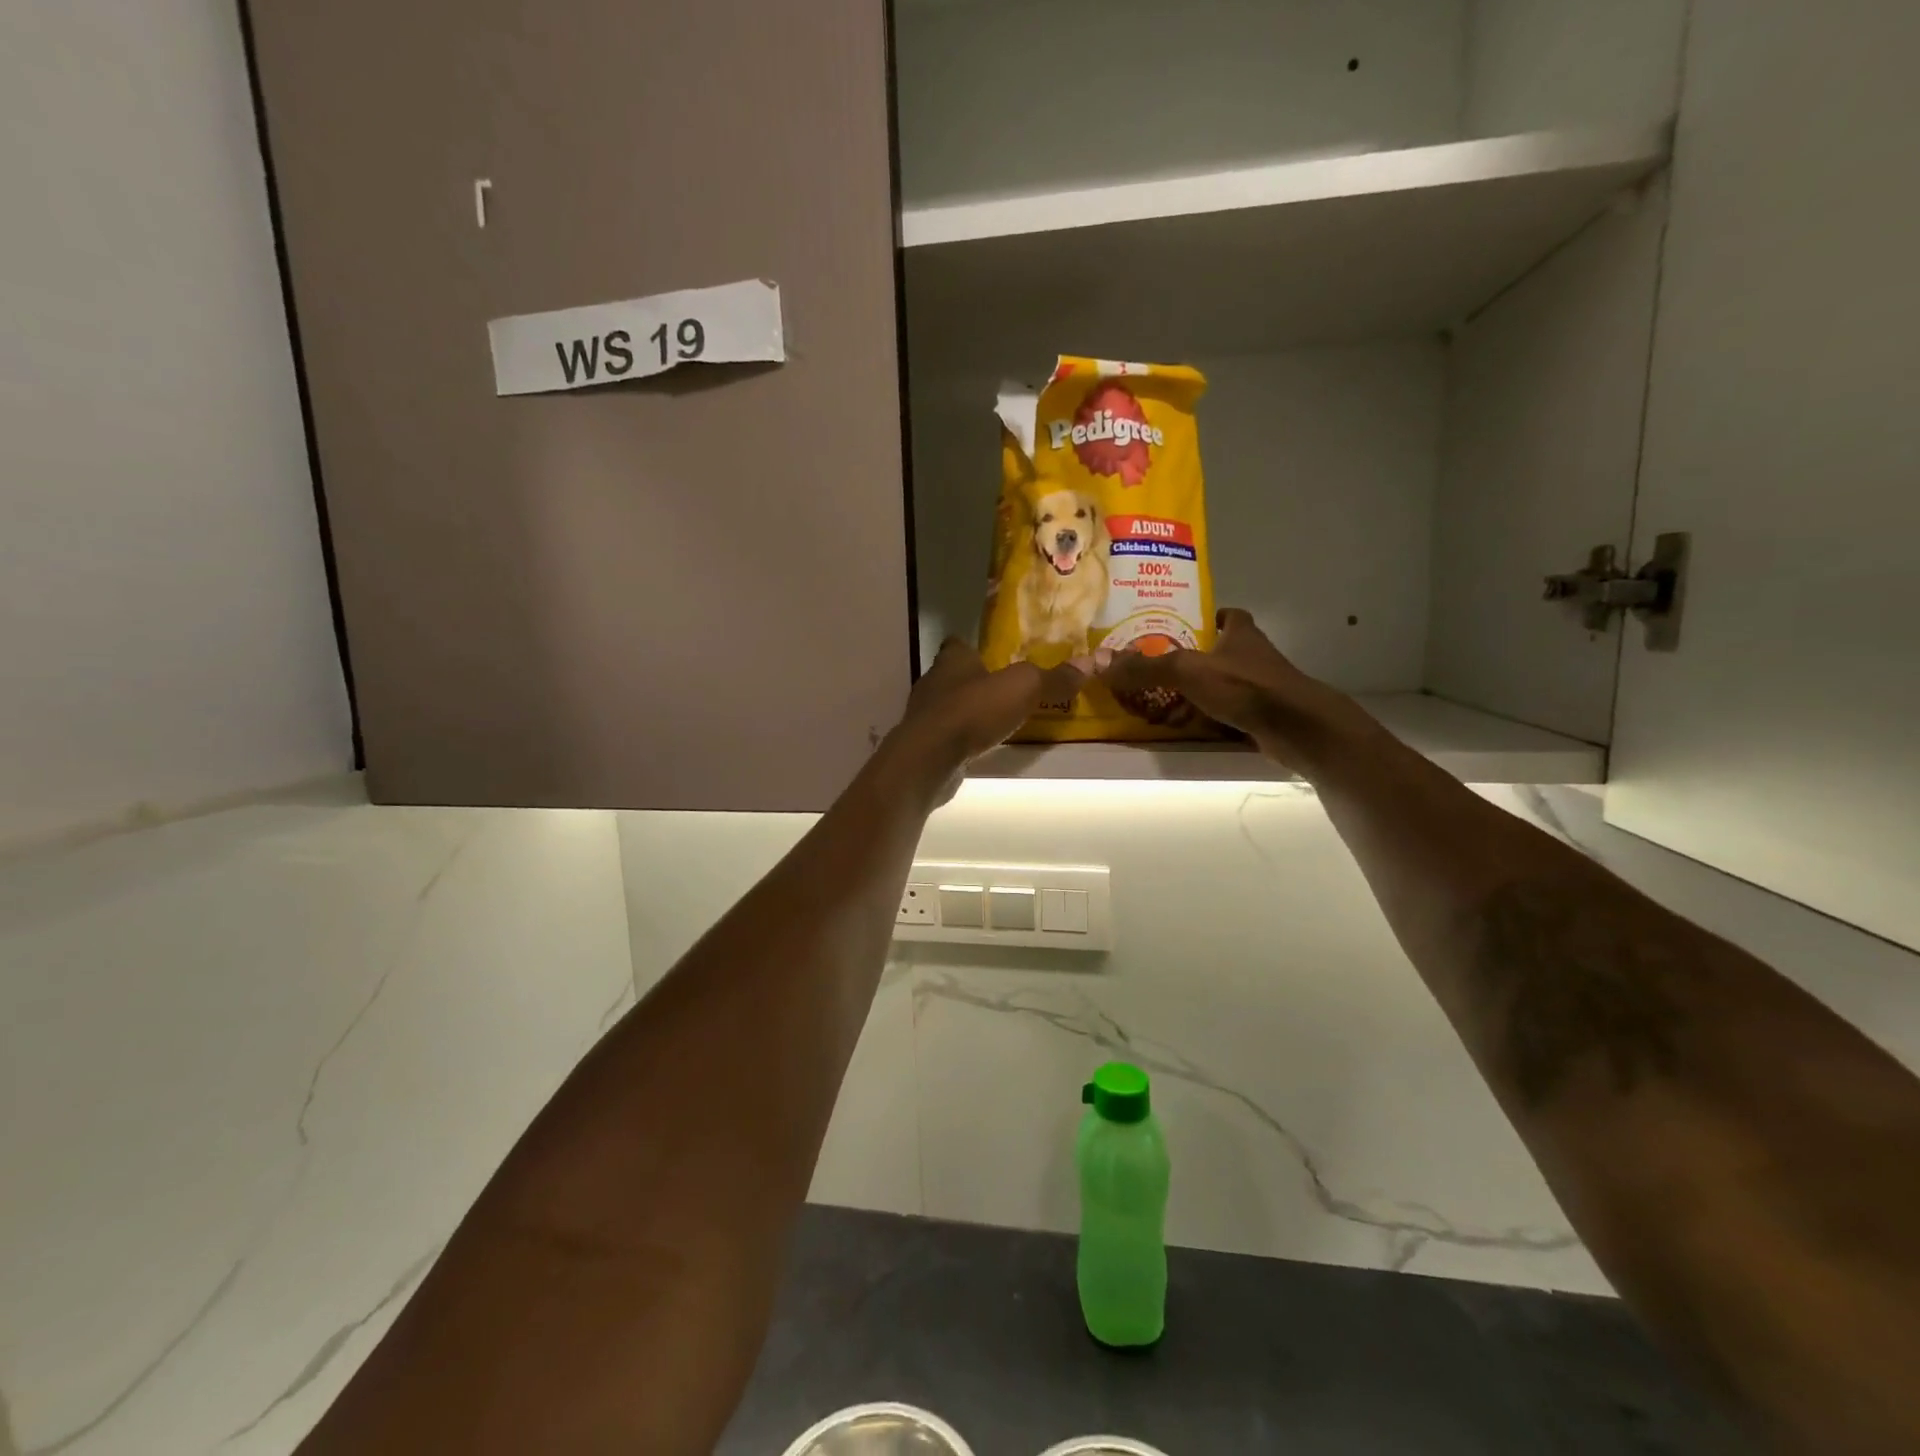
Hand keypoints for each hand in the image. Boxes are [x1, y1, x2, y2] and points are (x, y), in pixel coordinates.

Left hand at [893, 638, 1083, 777]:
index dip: (976, 648)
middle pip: (956, 675)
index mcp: (952, 659)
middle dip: (978, 681)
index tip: (996, 656)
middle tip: (1006, 689)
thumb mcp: (1023, 688)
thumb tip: (1091, 662)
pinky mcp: (924, 744)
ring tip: (998, 719)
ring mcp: (925, 715)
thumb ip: (1054, 677)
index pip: (959, 644)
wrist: (930, 758)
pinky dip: (963, 737)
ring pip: (951, 705)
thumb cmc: (973, 711)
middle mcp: (934, 682)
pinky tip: (980, 745)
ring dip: (970, 711)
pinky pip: (948, 734)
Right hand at [1098, 608, 1371, 772]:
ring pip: (1224, 684)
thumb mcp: (1187, 671)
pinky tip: (1188, 726)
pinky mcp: (1261, 716)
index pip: (1230, 616)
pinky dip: (1209, 718)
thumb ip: (1144, 667)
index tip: (1189, 622)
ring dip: (1200, 691)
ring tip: (1164, 699)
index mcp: (1240, 635)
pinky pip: (1228, 712)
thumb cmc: (1245, 686)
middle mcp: (1253, 657)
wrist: (1296, 727)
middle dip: (1196, 658)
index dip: (1212, 616)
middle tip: (1160, 666)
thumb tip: (1098, 661)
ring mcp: (1260, 688)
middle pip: (1222, 651)